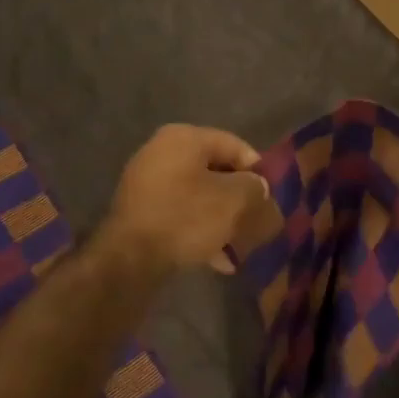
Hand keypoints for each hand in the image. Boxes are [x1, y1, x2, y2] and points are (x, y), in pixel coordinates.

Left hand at [99, 124, 269, 274]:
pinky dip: (199, 230)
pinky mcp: (139, 211)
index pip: (235, 146)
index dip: (258, 172)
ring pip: (199, 196)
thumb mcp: (234, 201)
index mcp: (185, 137)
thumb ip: (255, 188)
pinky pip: (180, 213)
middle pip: (216, 172)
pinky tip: (217, 259)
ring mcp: (147, 181)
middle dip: (239, 200)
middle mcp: (162, 151)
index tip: (269, 199)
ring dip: (221, 219)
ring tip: (238, 247)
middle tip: (256, 223)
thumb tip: (259, 187)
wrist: (129, 259)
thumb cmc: (186, 217)